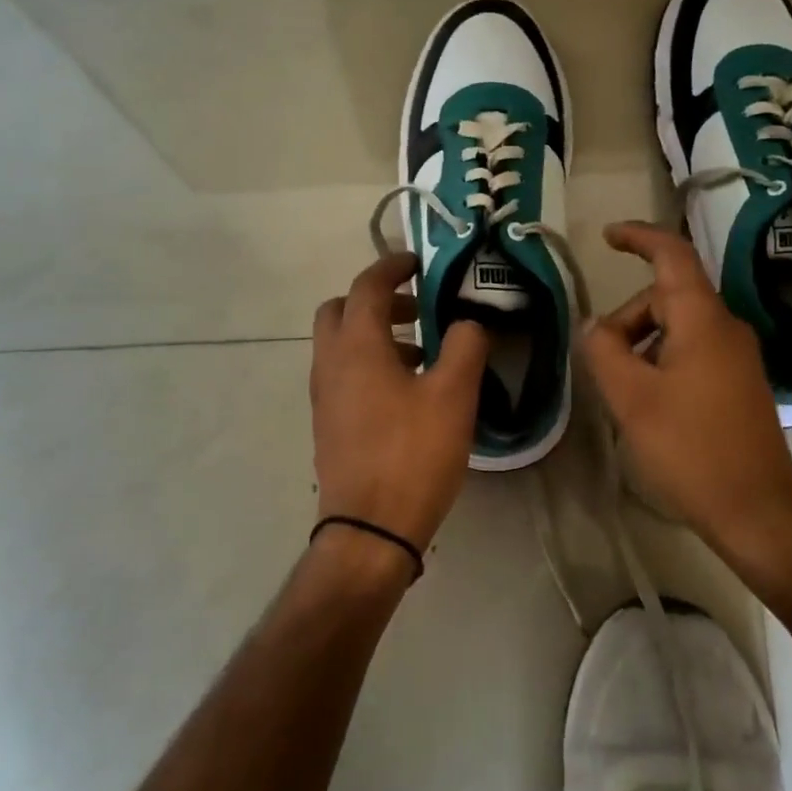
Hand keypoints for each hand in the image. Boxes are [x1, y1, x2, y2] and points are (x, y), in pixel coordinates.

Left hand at [311, 252, 488, 555]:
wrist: (370, 527)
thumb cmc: (413, 454)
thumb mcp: (453, 395)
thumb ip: (466, 346)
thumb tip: (467, 323)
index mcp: (356, 346)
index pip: (367, 285)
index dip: (393, 266)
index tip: (420, 263)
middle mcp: (330, 363)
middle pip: (342, 310)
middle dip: (377, 300)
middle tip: (418, 309)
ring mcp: (324, 396)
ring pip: (342, 344)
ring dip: (377, 334)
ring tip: (424, 352)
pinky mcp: (329, 423)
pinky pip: (345, 374)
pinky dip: (371, 363)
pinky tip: (409, 391)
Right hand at [583, 222, 791, 563]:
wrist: (756, 510)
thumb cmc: (690, 449)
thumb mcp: (631, 398)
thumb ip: (604, 351)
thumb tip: (595, 326)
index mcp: (704, 320)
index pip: (672, 256)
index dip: (639, 238)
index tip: (607, 237)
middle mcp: (727, 329)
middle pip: (667, 299)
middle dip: (628, 320)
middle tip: (601, 365)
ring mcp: (737, 358)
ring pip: (678, 330)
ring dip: (642, 348)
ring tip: (624, 395)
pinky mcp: (739, 386)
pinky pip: (692, 355)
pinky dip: (662, 365)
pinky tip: (649, 407)